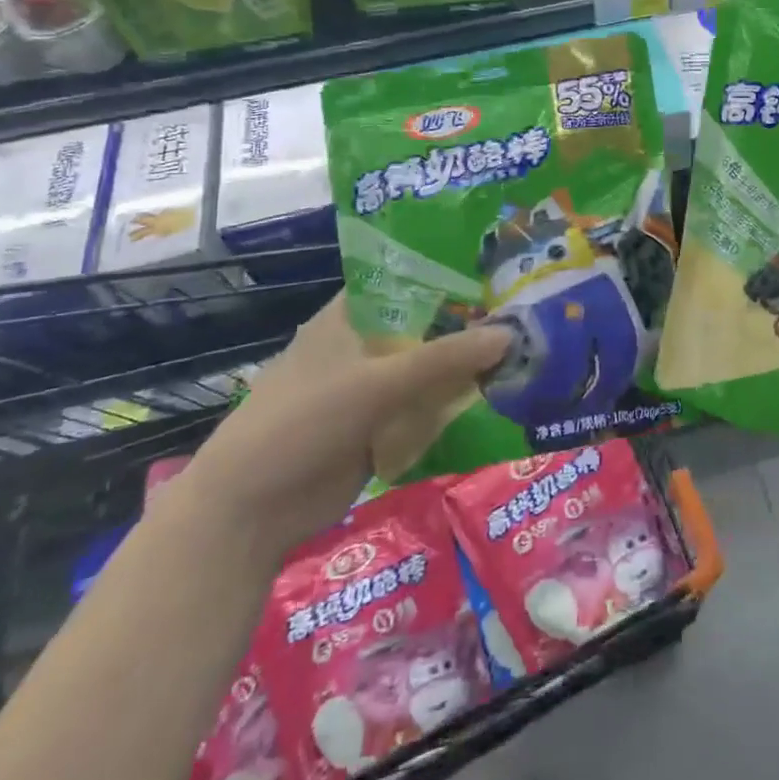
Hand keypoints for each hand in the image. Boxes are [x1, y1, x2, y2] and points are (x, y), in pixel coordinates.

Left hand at [172, 293, 510, 559]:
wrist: (250, 512)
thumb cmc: (303, 423)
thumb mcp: (377, 383)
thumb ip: (444, 358)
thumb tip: (510, 333)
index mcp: (350, 317)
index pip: (406, 279)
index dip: (449, 270)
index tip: (498, 267)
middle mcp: (364, 346)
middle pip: (426, 326)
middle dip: (470, 323)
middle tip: (527, 312)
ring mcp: (372, 389)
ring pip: (430, 369)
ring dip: (468, 367)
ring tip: (528, 350)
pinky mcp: (381, 428)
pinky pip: (427, 409)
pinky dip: (456, 405)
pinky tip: (501, 398)